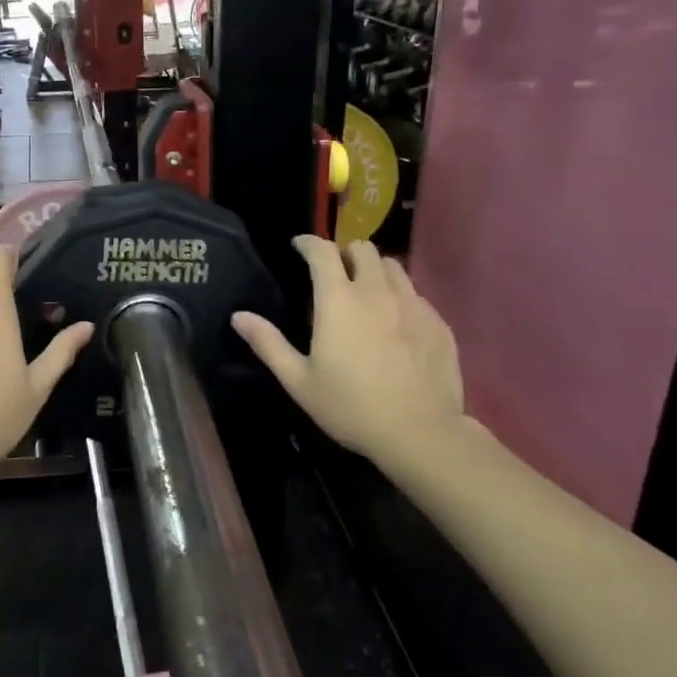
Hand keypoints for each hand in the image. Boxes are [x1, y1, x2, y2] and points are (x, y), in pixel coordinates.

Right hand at [232, 236, 471, 470]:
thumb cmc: (351, 407)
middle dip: (345, 253)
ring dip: (375, 270)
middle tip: (335, 273)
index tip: (299, 247)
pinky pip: (416, 294)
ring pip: (393, 266)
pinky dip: (400, 297)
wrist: (420, 434)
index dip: (308, 242)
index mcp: (338, 300)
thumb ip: (268, 344)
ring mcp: (413, 304)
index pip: (323, 251)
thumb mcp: (299, 381)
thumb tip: (239, 316)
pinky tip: (396, 324)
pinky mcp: (437, 322)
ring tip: (366, 292)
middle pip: (363, 248)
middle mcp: (377, 291)